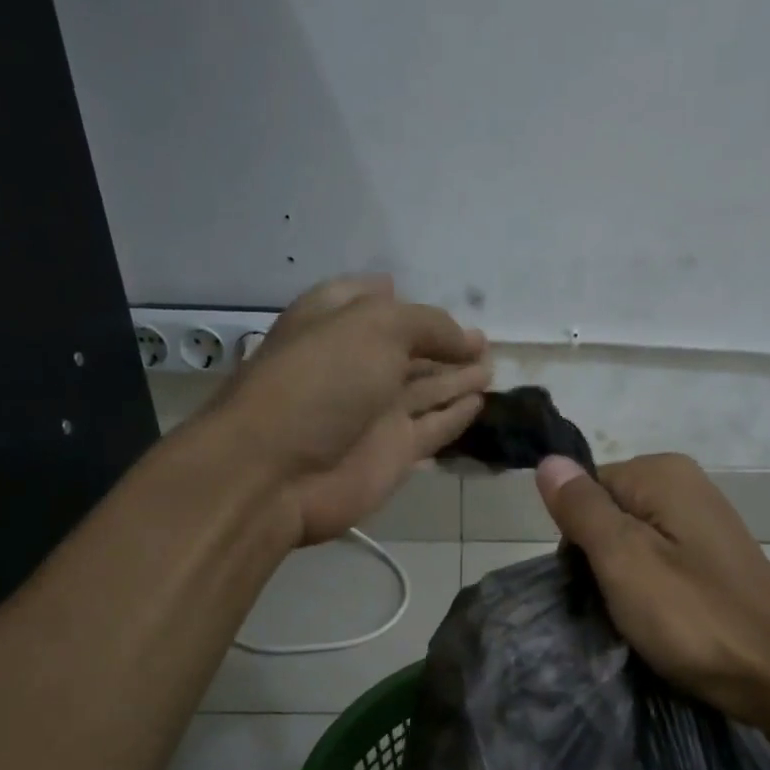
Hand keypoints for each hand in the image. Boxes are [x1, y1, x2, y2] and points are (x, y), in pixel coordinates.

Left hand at [221, 276, 488, 544]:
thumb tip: (470, 340)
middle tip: (483, 341)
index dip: (399, 298)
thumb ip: (429, 326)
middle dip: (443, 343)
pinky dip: (456, 415)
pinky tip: (480, 403)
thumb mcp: (375, 327)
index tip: (429, 297)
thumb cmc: (319, 381)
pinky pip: (433, 428)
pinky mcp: (393, 452)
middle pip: (407, 349)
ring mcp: (375, 412)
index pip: (369, 301)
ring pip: (426, 389)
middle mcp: (355, 364)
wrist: (277, 472)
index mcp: (334, 322)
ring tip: (492, 366)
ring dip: (457, 377)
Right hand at [536, 452, 769, 740]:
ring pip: (632, 542)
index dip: (577, 539)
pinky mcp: (714, 557)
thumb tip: (547, 460)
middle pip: (608, 514)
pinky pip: (660, 561)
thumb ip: (582, 509)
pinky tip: (661, 619)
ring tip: (638, 618)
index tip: (592, 583)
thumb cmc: (695, 617)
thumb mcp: (624, 560)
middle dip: (600, 560)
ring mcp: (704, 521)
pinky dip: (651, 589)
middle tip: (615, 605)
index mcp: (662, 473)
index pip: (584, 491)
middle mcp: (686, 484)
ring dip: (623, 580)